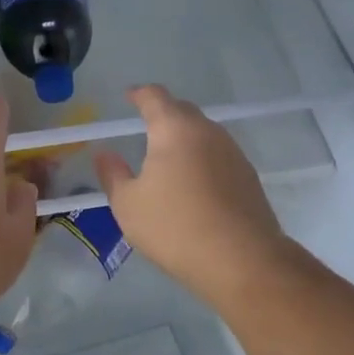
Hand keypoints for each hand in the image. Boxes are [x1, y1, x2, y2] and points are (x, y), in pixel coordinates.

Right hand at [94, 86, 287, 300]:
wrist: (242, 260)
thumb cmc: (175, 227)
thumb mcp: (128, 205)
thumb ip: (113, 174)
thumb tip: (105, 154)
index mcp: (174, 129)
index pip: (155, 96)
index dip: (139, 94)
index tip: (129, 96)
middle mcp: (207, 131)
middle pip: (182, 111)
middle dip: (163, 114)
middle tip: (145, 127)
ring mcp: (233, 152)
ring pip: (203, 133)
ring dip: (185, 138)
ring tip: (167, 158)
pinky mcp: (248, 176)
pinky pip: (218, 155)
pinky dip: (202, 159)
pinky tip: (193, 183)